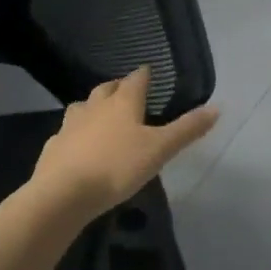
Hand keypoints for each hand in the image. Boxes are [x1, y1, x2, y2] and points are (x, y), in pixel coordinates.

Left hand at [29, 67, 218, 219]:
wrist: (62, 196)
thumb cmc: (117, 167)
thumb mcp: (160, 149)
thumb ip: (187, 129)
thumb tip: (217, 107)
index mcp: (123, 102)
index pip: (136, 79)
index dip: (145, 75)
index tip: (150, 73)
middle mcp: (95, 107)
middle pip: (106, 89)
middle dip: (118, 88)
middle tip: (128, 94)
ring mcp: (70, 126)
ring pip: (82, 107)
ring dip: (93, 107)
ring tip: (102, 117)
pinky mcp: (53, 148)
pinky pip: (66, 133)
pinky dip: (75, 134)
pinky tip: (79, 146)